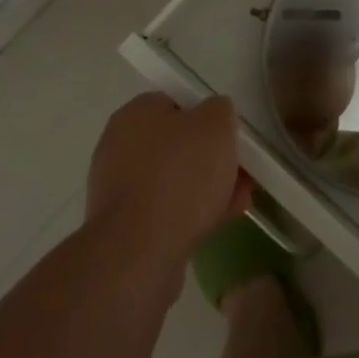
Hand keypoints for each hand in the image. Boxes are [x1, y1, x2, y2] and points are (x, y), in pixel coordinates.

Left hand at [86, 94, 250, 269]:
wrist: (139, 254)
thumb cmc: (180, 176)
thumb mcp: (216, 124)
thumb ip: (220, 110)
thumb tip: (214, 116)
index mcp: (135, 114)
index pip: (176, 103)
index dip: (208, 117)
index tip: (230, 136)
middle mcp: (119, 146)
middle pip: (177, 144)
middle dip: (212, 158)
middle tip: (240, 171)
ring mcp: (118, 190)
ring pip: (174, 180)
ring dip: (207, 187)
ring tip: (239, 200)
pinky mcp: (123, 228)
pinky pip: (165, 211)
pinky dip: (191, 213)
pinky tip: (219, 222)